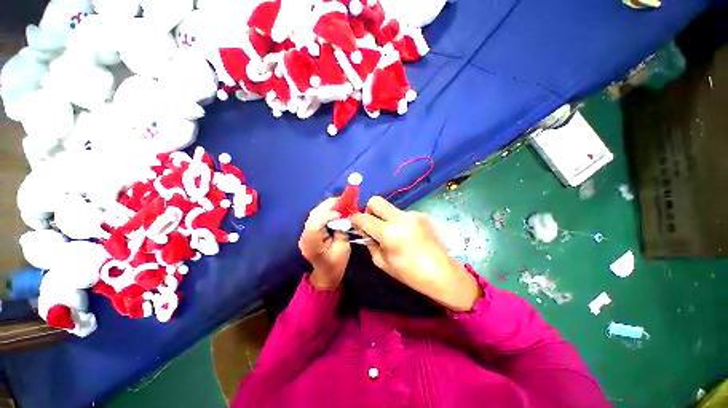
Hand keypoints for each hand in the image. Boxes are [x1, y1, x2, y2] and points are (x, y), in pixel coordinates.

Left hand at [299, 198, 350, 290]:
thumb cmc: (336, 265)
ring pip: (314, 214)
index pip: (315, 223)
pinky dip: (326, 211)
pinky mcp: (309, 231)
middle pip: (313, 215)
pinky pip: (316, 217)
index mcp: (312, 244)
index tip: (341, 213)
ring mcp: (305, 233)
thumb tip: (343, 217)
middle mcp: (305, 236)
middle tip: (343, 201)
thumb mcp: (343, 248)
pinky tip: (335, 210)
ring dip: (328, 206)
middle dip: (329, 205)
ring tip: (341, 204)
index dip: (327, 214)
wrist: (325, 275)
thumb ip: (342, 230)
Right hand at [351, 196, 481, 311]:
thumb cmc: (410, 273)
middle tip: (372, 223)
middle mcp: (400, 218)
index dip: (354, 218)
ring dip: (386, 217)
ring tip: (394, 234)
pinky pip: (402, 214)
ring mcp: (413, 214)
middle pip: (376, 200)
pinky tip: (407, 234)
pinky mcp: (422, 215)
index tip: (354, 221)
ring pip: (390, 208)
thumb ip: (369, 243)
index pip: (363, 217)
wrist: (442, 273)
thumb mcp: (382, 262)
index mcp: (389, 233)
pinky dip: (399, 221)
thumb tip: (363, 230)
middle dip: (369, 209)